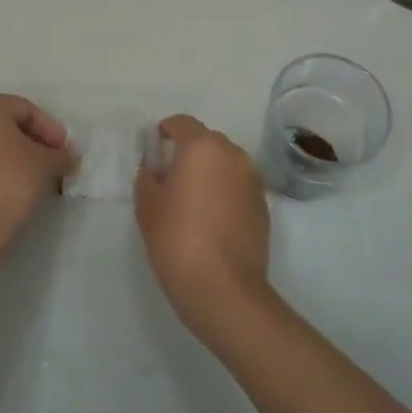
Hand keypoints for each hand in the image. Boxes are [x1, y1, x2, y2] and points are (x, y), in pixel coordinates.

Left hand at [0, 94, 73, 266]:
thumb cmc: (9, 183)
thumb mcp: (46, 165)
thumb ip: (60, 155)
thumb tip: (67, 157)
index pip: (27, 109)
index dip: (51, 130)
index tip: (66, 153)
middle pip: (7, 125)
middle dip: (34, 143)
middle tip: (54, 164)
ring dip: (16, 158)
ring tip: (37, 180)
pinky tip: (13, 191)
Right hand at [134, 115, 271, 343]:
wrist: (224, 289)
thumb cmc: (177, 240)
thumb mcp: (147, 206)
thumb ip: (148, 177)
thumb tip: (155, 169)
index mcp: (202, 147)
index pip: (182, 123)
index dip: (165, 131)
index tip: (154, 147)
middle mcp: (233, 154)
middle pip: (206, 141)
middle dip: (188, 152)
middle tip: (169, 176)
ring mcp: (253, 180)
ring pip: (225, 163)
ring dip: (209, 172)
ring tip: (191, 199)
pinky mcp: (263, 205)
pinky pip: (238, 185)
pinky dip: (224, 191)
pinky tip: (211, 218)